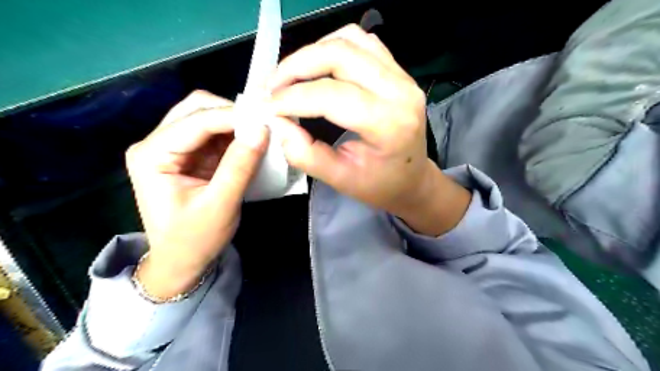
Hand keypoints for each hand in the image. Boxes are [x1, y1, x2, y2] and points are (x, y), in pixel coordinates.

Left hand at [125, 90, 268, 298]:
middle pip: (196, 109)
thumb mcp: (220, 205)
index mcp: (152, 155)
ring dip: (235, 123)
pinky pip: (215, 134)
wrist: (181, 261)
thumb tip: (262, 129)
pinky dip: (235, 135)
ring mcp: (173, 148)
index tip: (267, 117)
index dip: (233, 116)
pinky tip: (252, 142)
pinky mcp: (189, 155)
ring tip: (262, 132)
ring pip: (207, 117)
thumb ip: (239, 166)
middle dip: (232, 113)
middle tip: (263, 123)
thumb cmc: (194, 239)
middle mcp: (157, 143)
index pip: (196, 121)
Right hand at [265, 24, 470, 234]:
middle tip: (272, 87)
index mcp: (389, 124)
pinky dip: (333, 47)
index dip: (292, 98)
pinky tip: (319, 68)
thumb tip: (278, 124)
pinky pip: (362, 42)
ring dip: (312, 53)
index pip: (331, 96)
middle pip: (339, 55)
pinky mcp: (398, 71)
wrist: (414, 179)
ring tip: (291, 76)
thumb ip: (306, 155)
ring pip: (349, 40)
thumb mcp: (341, 180)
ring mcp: (402, 76)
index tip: (267, 107)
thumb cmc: (380, 185)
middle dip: (296, 66)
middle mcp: (400, 91)